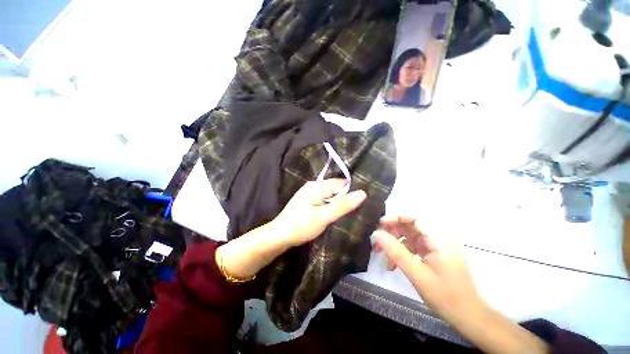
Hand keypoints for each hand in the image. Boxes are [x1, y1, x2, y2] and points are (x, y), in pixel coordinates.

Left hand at [216, 179, 365, 280]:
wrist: (279, 236)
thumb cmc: (301, 226)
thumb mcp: (323, 217)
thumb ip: (342, 205)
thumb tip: (362, 193)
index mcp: (317, 186)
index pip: (341, 183)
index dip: (352, 192)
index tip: (364, 203)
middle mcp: (314, 186)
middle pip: (336, 189)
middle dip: (346, 199)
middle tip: (358, 211)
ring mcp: (311, 194)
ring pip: (331, 196)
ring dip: (339, 204)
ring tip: (351, 214)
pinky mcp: (309, 202)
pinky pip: (325, 201)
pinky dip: (332, 207)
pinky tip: (337, 215)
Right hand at [374, 216, 481, 323]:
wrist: (468, 317)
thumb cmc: (446, 297)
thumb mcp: (418, 274)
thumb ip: (396, 252)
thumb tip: (377, 234)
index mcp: (439, 239)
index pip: (415, 218)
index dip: (395, 218)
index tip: (379, 225)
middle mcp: (438, 238)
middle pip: (410, 226)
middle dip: (391, 232)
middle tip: (377, 242)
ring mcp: (435, 246)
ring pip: (409, 236)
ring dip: (394, 243)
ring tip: (381, 254)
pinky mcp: (432, 254)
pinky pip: (412, 247)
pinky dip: (401, 252)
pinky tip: (392, 264)